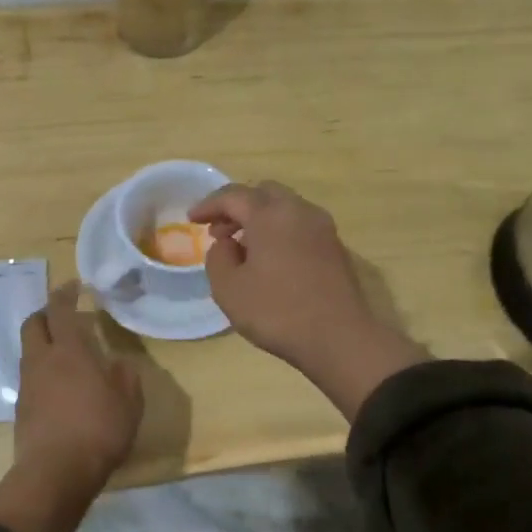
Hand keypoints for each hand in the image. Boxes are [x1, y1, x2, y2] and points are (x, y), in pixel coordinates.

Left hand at [13, 282, 142, 495]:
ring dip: (43, 343)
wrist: (55, 473)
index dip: (65, 293)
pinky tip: (59, 386)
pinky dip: (42, 371)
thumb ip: (125, 377)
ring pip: (29, 351)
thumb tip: (119, 363)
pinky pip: (30, 377)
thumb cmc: (98, 430)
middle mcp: (42, 360)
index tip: (73, 285)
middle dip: (46, 314)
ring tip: (65, 353)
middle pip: (33, 324)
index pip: (60, 310)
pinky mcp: (21, 409)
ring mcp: (27, 385)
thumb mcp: (129, 402)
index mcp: (69, 351)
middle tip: (63, 315)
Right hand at [190, 182, 426, 416]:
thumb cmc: (277, 311)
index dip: (209, 205)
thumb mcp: (228, 289)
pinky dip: (280, 231)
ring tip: (243, 247)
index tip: (191, 219)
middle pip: (263, 193)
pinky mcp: (336, 247)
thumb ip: (218, 258)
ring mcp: (322, 228)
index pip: (233, 196)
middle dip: (237, 207)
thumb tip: (227, 243)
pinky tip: (270, 259)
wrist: (340, 338)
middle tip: (219, 230)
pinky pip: (300, 226)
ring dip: (260, 219)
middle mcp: (299, 211)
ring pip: (285, 208)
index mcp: (270, 214)